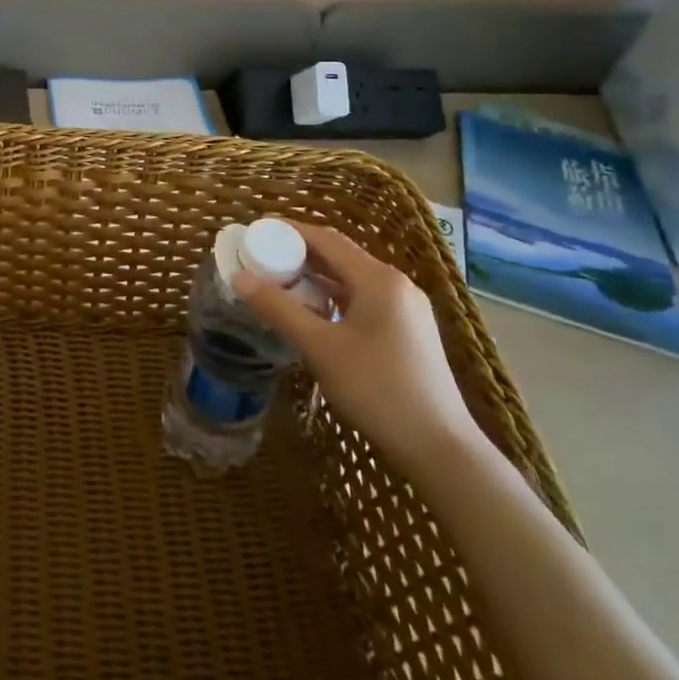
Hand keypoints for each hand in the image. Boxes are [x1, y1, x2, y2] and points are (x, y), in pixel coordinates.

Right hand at [234, 220, 486, 474]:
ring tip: (278, 286)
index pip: (326, 239)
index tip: (255, 233)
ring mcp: (406, 309)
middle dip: (298, 255)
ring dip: (315, 279)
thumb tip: (239, 277)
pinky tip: (312, 315)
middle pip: (339, 257)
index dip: (288, 232)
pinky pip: (363, 300)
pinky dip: (333, 299)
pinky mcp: (408, 331)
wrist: (439, 447)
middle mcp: (396, 285)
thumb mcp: (320, 348)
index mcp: (378, 279)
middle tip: (260, 261)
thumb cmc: (377, 389)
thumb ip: (278, 308)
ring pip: (351, 281)